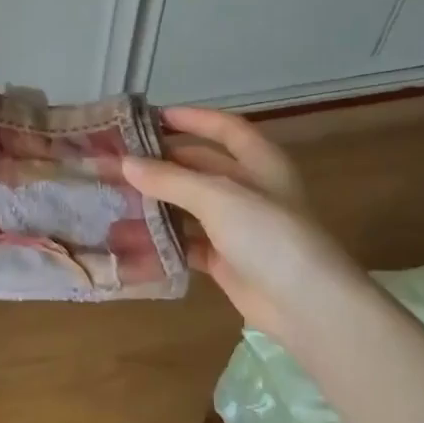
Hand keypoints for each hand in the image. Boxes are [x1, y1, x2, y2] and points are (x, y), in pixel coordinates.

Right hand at [123, 107, 371, 340]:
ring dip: (158, 203)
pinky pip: (188, 243)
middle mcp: (249, 189)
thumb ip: (170, 179)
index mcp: (260, 162)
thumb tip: (126, 163)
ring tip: (116, 198)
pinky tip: (132, 239)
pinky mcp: (226, 260)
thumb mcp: (218, 197)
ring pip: (190, 206)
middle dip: (163, 163)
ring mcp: (238, 227)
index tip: (152, 117)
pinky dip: (163, 241)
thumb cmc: (268, 235)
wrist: (307, 305)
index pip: (225, 129)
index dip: (193, 119)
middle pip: (201, 167)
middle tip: (120, 160)